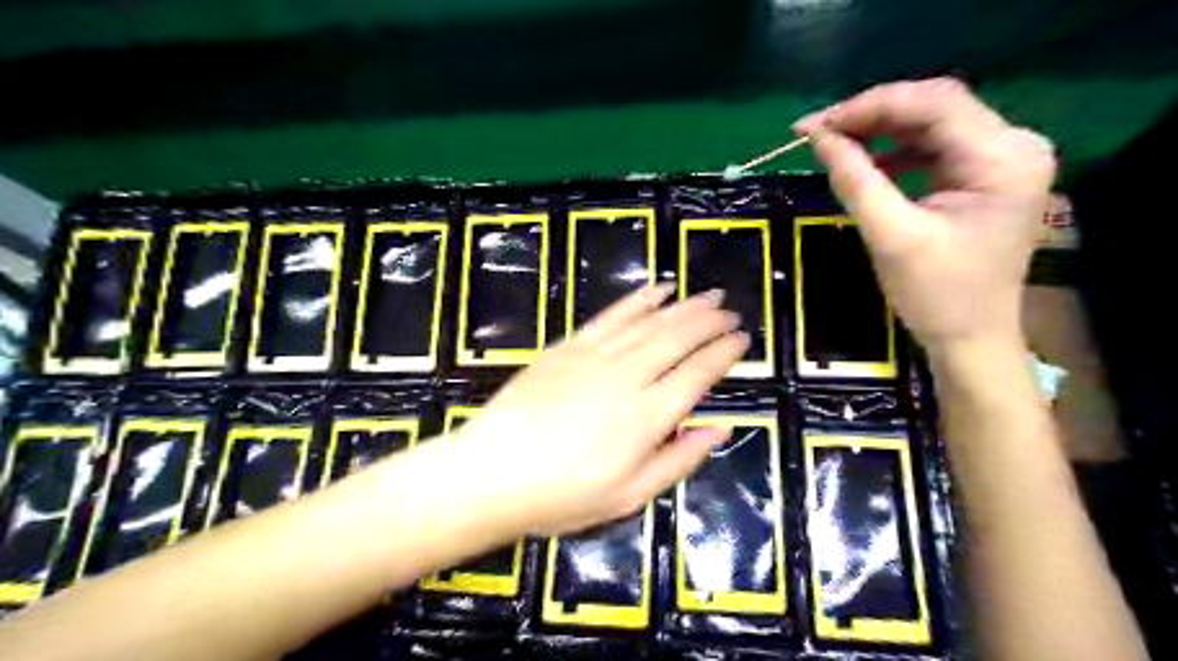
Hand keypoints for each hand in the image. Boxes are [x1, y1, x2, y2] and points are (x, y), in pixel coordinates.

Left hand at [452, 284, 743, 537]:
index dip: (724, 354)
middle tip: (731, 310)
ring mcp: (595, 356)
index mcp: (646, 417)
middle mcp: (627, 377)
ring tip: (707, 295)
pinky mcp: (569, 346)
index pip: (698, 374)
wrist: (491, 472)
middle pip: (678, 338)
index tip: (743, 339)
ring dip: (683, 305)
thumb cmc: (562, 495)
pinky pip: (612, 316)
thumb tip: (719, 429)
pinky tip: (657, 289)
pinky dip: (639, 300)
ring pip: (650, 321)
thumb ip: (679, 460)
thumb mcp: (629, 496)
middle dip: (710, 321)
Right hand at [791, 78, 1059, 351]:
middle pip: (934, 107)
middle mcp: (1013, 146)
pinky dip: (894, 152)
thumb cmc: (937, 295)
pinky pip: (932, 148)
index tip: (815, 125)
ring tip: (832, 143)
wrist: (970, 338)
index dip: (869, 106)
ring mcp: (1001, 160)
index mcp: (1003, 157)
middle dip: (871, 115)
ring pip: (930, 124)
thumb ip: (855, 180)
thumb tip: (818, 137)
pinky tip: (864, 163)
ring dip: (879, 131)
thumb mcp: (891, 236)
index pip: (934, 103)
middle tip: (816, 132)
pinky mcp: (983, 176)